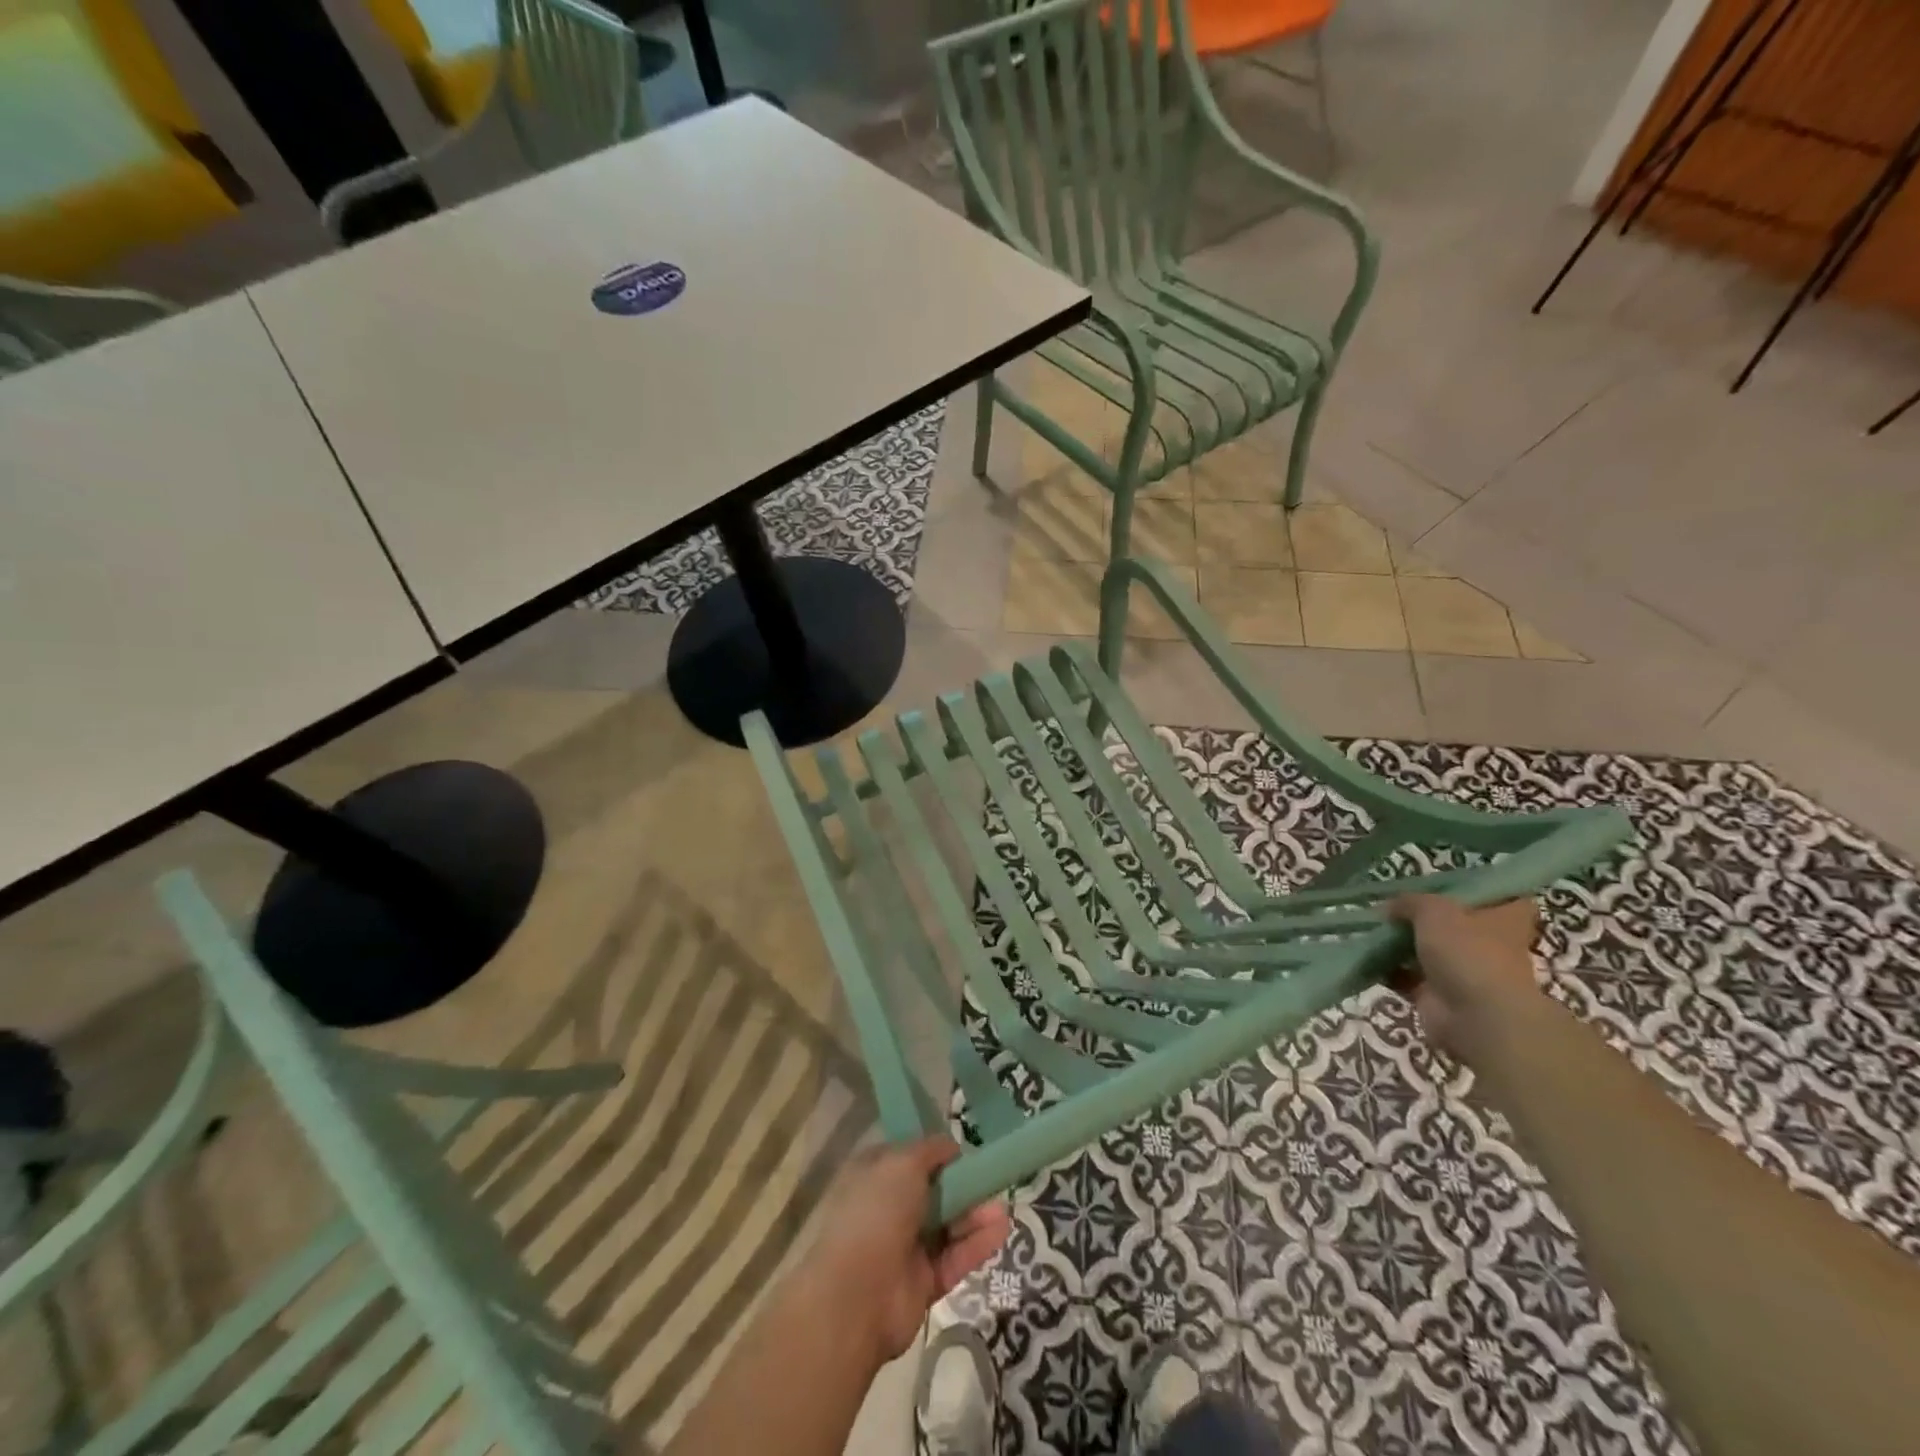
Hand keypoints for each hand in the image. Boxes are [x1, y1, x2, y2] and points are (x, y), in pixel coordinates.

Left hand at [801, 1138, 1011, 1367]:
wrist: (856, 1295)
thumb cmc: (876, 1212)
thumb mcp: (904, 1161)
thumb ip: (931, 1150)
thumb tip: (952, 1147)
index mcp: (875, 1175)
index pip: (909, 1158)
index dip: (936, 1154)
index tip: (964, 1151)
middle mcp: (888, 1208)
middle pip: (934, 1192)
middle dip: (963, 1186)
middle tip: (992, 1180)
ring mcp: (905, 1247)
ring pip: (947, 1225)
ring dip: (975, 1215)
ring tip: (1003, 1208)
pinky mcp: (923, 1282)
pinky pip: (954, 1258)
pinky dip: (977, 1244)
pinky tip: (1001, 1229)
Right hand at [1386, 895, 1543, 1059]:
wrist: (1475, 1017)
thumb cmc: (1467, 952)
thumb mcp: (1434, 910)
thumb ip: (1411, 902)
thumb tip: (1391, 907)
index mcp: (1503, 919)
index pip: (1503, 897)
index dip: (1478, 890)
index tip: (1447, 884)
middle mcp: (1488, 944)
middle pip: (1457, 923)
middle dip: (1424, 917)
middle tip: (1392, 905)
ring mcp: (1464, 971)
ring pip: (1429, 950)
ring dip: (1401, 943)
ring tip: (1370, 928)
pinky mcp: (1439, 995)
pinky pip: (1408, 976)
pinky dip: (1388, 969)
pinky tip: (1365, 956)